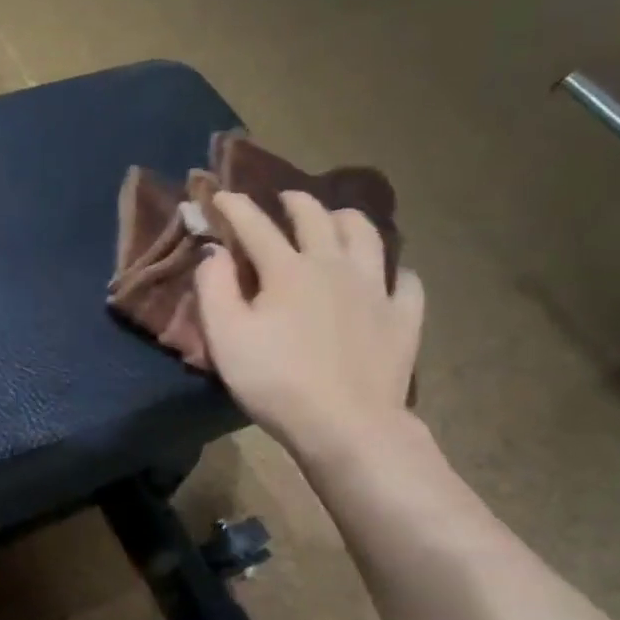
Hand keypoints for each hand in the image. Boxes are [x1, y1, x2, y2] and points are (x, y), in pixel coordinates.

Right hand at [195, 190, 424, 459]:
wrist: (346, 425)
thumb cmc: (276, 382)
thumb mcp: (226, 338)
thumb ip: (214, 289)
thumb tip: (215, 252)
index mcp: (288, 269)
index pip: (256, 226)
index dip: (235, 206)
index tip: (220, 194)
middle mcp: (335, 266)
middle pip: (317, 218)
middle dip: (296, 202)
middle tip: (284, 200)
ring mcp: (376, 289)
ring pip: (367, 236)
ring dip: (348, 220)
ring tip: (337, 220)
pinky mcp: (403, 318)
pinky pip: (405, 282)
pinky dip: (394, 272)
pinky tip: (387, 278)